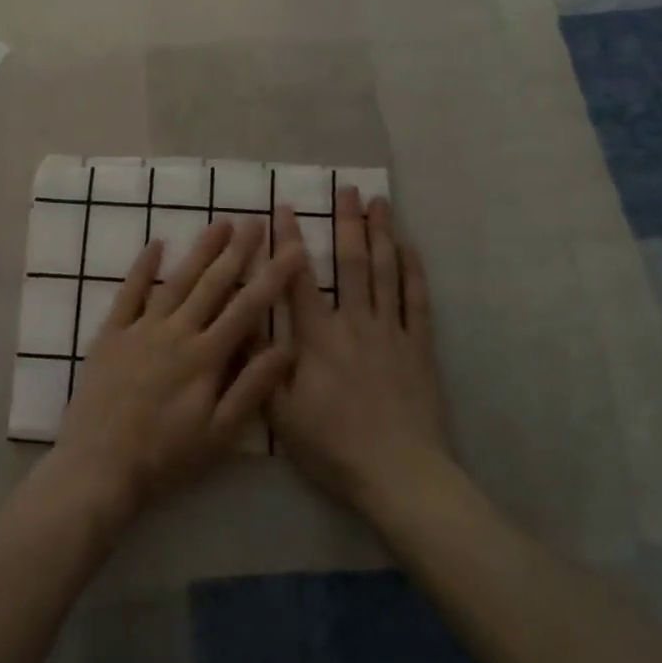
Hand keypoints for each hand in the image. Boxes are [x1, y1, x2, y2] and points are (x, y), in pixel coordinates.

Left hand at [50, 219, 306, 524]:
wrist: (98, 466)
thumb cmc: (165, 456)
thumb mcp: (219, 434)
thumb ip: (252, 388)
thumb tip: (287, 347)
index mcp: (206, 356)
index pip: (248, 308)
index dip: (273, 277)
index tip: (293, 249)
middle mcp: (177, 332)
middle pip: (213, 284)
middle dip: (238, 251)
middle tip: (256, 220)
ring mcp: (141, 328)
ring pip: (177, 281)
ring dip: (200, 250)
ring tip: (220, 223)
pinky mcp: (112, 333)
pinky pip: (130, 292)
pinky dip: (144, 267)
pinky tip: (157, 243)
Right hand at [270, 188, 452, 518]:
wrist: (398, 473)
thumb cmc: (333, 446)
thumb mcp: (282, 413)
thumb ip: (263, 365)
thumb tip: (242, 324)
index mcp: (317, 337)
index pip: (298, 279)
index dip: (290, 242)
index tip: (286, 208)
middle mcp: (354, 323)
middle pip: (350, 262)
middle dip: (347, 222)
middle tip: (347, 189)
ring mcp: (390, 331)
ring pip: (385, 272)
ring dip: (381, 234)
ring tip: (380, 202)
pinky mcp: (418, 346)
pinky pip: (417, 300)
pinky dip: (413, 271)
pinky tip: (409, 248)